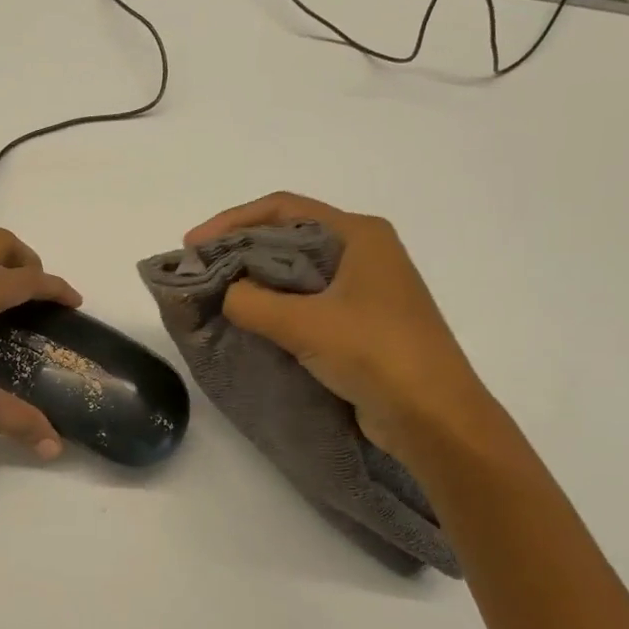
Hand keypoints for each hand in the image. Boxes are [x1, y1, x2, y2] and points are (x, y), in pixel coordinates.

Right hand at [185, 193, 501, 455]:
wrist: (435, 419)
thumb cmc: (377, 354)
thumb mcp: (306, 323)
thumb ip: (253, 302)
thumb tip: (225, 294)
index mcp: (358, 235)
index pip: (283, 209)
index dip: (232, 221)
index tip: (193, 245)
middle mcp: (362, 253)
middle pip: (288, 236)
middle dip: (240, 250)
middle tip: (199, 272)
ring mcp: (363, 289)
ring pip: (296, 272)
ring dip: (255, 280)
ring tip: (215, 296)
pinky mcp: (359, 323)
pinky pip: (305, 302)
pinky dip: (273, 307)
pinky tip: (247, 322)